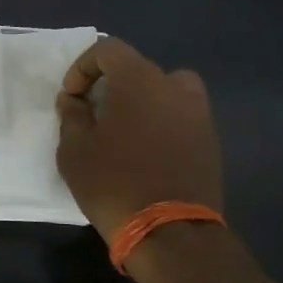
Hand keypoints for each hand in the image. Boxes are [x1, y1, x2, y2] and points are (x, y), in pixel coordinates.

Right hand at [55, 38, 223, 241]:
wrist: (170, 234)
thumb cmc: (114, 184)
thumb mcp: (74, 151)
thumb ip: (72, 116)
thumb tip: (74, 100)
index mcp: (140, 81)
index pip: (109, 49)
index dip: (84, 66)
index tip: (72, 96)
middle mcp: (174, 88)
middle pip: (140, 67)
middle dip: (113, 83)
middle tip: (95, 112)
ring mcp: (198, 114)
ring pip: (168, 89)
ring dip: (145, 99)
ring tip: (127, 127)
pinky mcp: (210, 141)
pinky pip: (182, 116)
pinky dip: (164, 121)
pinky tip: (148, 150)